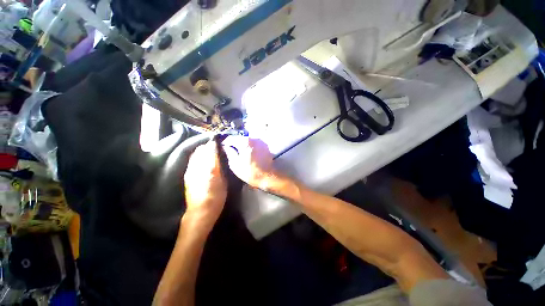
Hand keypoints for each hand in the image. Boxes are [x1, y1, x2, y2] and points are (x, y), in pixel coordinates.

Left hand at [183, 140, 226, 231]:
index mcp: (206, 167)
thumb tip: (217, 150)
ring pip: (196, 155)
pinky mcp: (188, 175)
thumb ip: (218, 164)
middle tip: (219, 149)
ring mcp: (190, 171)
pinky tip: (206, 163)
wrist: (201, 212)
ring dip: (204, 152)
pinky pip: (193, 161)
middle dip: (209, 147)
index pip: (209, 149)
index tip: (223, 144)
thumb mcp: (222, 180)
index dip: (215, 144)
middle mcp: (195, 167)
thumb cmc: (216, 196)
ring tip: (213, 155)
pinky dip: (200, 158)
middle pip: (200, 150)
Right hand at [223, 136, 287, 193]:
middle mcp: (254, 138)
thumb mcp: (235, 165)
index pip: (231, 138)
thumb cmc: (250, 172)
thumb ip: (230, 153)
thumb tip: (226, 147)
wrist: (267, 177)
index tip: (223, 147)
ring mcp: (261, 142)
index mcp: (245, 142)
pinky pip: (255, 144)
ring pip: (248, 140)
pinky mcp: (265, 146)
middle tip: (231, 150)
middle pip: (241, 138)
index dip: (226, 142)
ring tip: (240, 153)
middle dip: (235, 143)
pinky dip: (250, 147)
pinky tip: (249, 154)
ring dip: (243, 145)